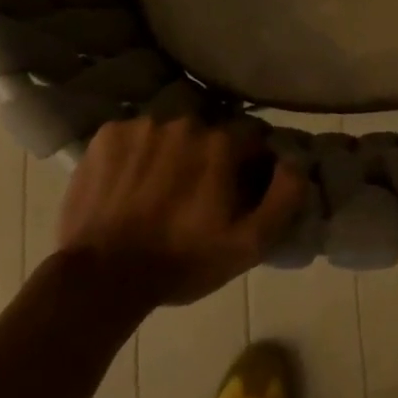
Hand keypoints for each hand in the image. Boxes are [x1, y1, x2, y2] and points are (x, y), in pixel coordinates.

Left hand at [57, 114, 305, 307]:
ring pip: (169, 132)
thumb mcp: (248, 244)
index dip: (250, 163)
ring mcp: (141, 125)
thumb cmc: (181, 262)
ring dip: (171, 152)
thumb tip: (295, 161)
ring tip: (158, 190)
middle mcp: (184, 121)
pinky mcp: (106, 134)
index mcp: (221, 143)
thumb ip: (283, 197)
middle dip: (209, 156)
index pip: (251, 137)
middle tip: (196, 193)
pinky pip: (133, 135)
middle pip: (208, 132)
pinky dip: (135, 154)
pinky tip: (129, 184)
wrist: (102, 276)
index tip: (239, 188)